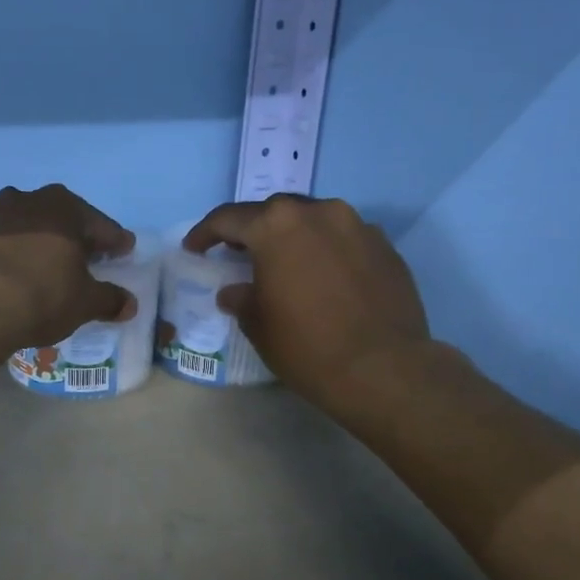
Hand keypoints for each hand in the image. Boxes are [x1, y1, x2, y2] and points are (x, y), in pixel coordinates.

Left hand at [0, 184, 137, 351]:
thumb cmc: (40, 295)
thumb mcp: (84, 303)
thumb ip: (108, 299)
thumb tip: (128, 304)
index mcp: (63, 207)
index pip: (100, 224)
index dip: (115, 241)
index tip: (125, 251)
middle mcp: (26, 200)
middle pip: (59, 219)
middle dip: (73, 237)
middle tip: (86, 257)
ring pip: (23, 228)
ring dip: (36, 243)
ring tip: (43, 267)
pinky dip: (7, 257)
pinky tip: (9, 277)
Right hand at [183, 196, 429, 411]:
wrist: (382, 368)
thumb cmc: (306, 345)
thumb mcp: (257, 324)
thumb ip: (241, 298)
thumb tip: (235, 291)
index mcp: (277, 226)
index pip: (229, 218)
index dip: (206, 233)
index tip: (194, 248)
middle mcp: (319, 212)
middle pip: (275, 211)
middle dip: (253, 230)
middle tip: (239, 253)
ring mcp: (358, 226)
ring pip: (314, 221)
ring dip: (293, 237)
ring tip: (285, 265)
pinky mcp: (386, 247)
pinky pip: (344, 239)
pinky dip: (326, 251)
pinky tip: (323, 279)